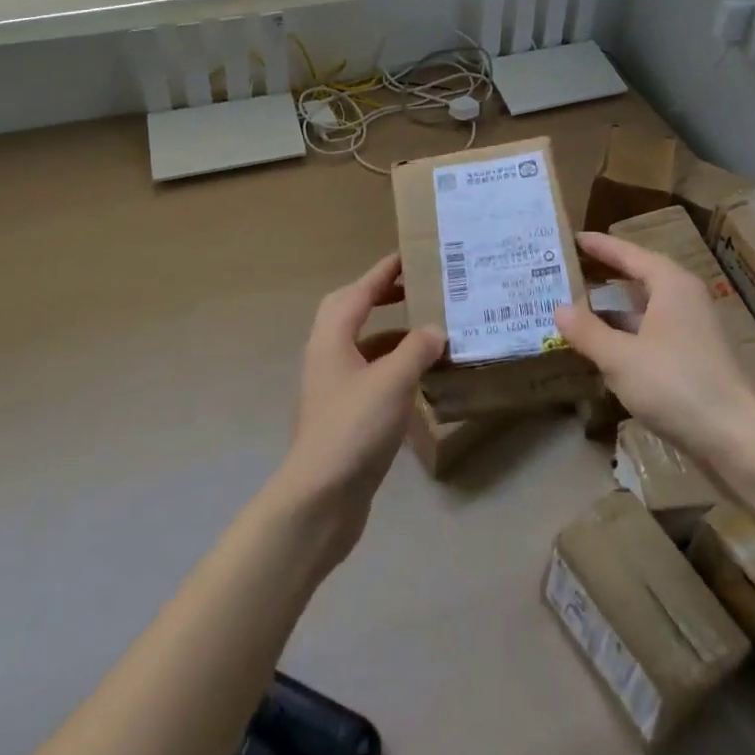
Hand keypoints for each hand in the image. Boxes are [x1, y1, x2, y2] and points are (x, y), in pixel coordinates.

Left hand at [273, 253, 445, 560]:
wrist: (319, 499)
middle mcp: (327, 355)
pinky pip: (367, 373)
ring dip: (388, 334)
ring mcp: (332, 386)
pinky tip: (416, 379)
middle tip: (412, 290)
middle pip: (350, 311)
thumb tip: (435, 329)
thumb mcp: (392, 383)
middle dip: (379, 296)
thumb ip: (416, 350)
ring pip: (360, 344)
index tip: (408, 255)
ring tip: (424, 333)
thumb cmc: (353, 429)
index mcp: (332, 337)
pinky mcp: (341, 413)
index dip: (383, 272)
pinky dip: (390, 366)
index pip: (359, 291)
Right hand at [555, 231, 754, 462]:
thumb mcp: (621, 358)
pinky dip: (627, 334)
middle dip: (604, 276)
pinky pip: (652, 333)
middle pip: (638, 277)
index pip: (629, 253)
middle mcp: (685, 299)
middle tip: (569, 270)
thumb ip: (587, 331)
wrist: (738, 441)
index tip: (572, 238)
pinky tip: (604, 349)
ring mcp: (693, 330)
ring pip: (645, 309)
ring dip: (613, 310)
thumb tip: (559, 308)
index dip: (600, 246)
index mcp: (671, 284)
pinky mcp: (695, 359)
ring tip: (577, 309)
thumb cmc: (677, 385)